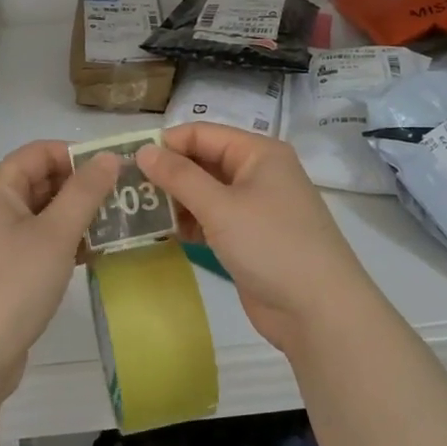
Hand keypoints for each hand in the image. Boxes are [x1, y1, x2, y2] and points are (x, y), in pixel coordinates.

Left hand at [0, 141, 120, 398]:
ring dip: (74, 217)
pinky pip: (32, 241)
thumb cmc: (13, 286)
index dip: (78, 155)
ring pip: (38, 214)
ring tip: (116, 226)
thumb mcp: (56, 235)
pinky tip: (92, 254)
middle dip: (80, 187)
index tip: (116, 169)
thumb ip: (85, 192)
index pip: (39, 152)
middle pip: (38, 181)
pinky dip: (60, 242)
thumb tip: (108, 156)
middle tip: (123, 200)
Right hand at [137, 124, 378, 353]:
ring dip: (175, 200)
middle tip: (127, 188)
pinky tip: (163, 233)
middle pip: (203, 161)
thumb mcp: (220, 206)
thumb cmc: (271, 245)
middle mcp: (258, 173)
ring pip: (205, 193)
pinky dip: (190, 223)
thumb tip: (143, 151)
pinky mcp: (249, 238)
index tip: (127, 161)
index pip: (202, 134)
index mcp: (258, 153)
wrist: (319, 311)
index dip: (166, 144)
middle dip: (168, 173)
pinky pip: (212, 219)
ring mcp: (255, 207)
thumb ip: (179, 176)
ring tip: (137, 211)